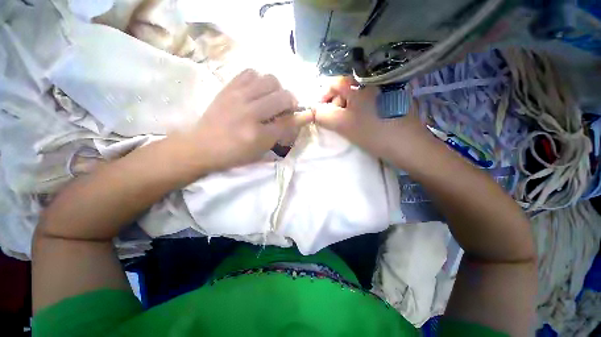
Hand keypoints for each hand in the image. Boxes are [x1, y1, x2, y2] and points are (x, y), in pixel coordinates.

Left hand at [185, 69, 313, 170]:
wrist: (202, 146)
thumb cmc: (234, 154)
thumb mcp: (261, 151)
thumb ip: (281, 134)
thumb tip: (298, 119)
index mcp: (258, 135)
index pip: (288, 121)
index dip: (301, 117)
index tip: (305, 115)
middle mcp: (250, 112)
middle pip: (283, 96)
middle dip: (290, 102)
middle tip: (285, 109)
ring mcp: (237, 96)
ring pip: (270, 79)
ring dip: (276, 89)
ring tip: (270, 98)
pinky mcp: (228, 87)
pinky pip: (251, 72)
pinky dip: (259, 80)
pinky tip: (257, 91)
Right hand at [314, 76, 427, 158]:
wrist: (408, 146)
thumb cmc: (373, 133)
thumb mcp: (343, 125)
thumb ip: (323, 115)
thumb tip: (313, 110)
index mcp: (360, 84)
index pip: (333, 82)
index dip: (323, 96)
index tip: (319, 111)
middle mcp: (372, 82)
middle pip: (344, 89)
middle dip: (335, 104)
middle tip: (333, 121)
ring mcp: (383, 90)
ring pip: (355, 97)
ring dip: (346, 109)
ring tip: (347, 124)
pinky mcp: (390, 100)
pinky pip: (366, 102)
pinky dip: (358, 111)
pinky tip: (360, 123)